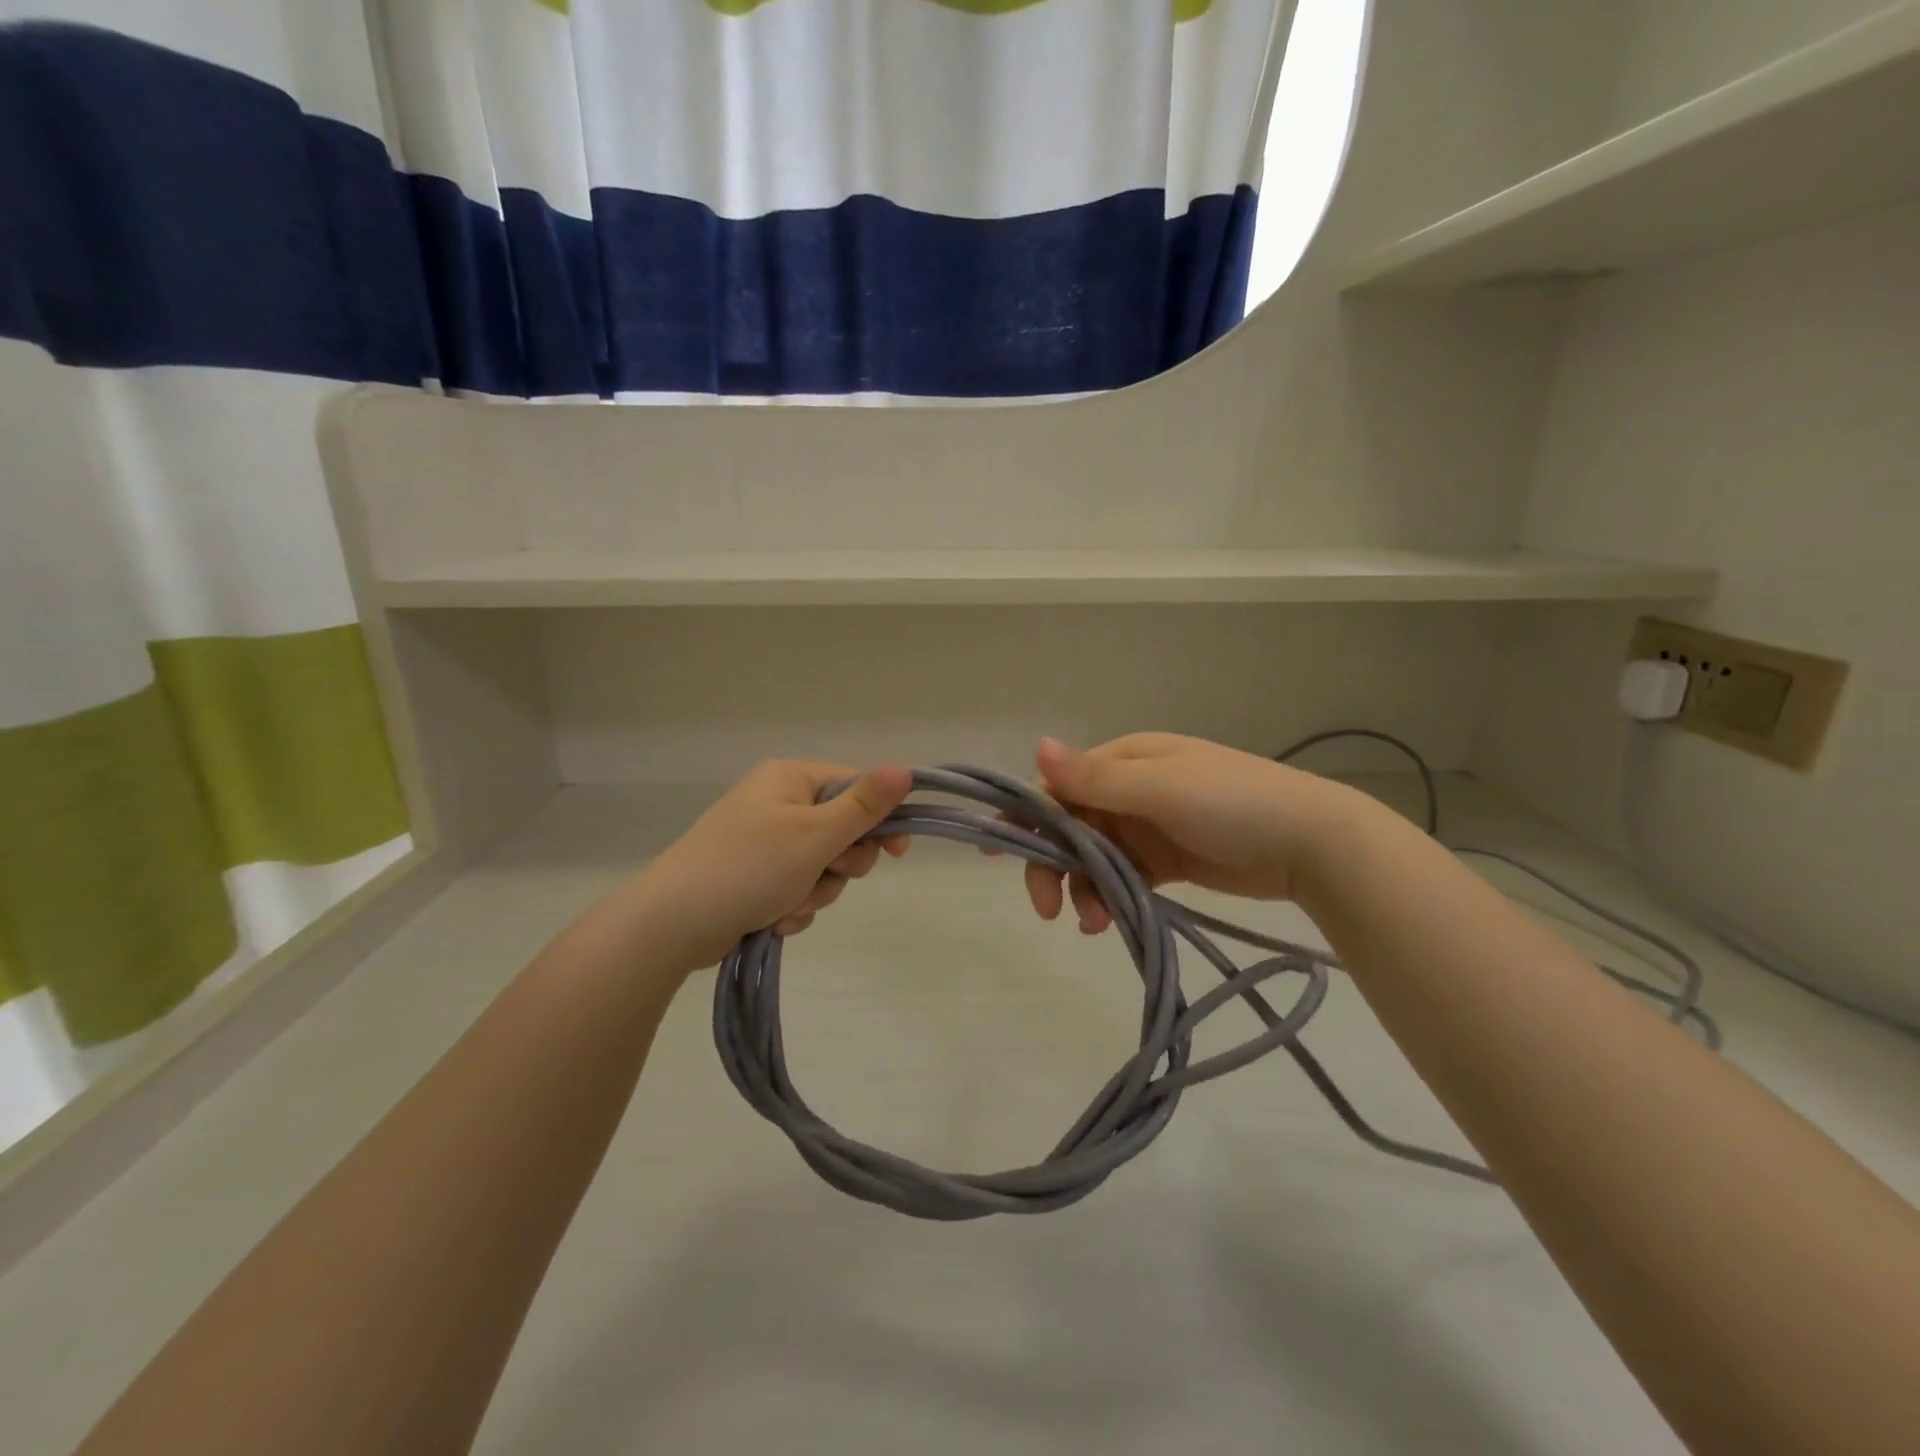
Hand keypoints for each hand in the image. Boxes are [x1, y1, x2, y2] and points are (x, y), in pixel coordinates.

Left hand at [629, 760, 912, 973]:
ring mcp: (766, 841)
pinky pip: (799, 887)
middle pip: (843, 830)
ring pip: (824, 866)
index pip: (856, 787)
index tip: (896, 852)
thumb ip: (864, 806)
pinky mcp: (756, 876)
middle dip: (839, 865)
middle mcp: (779, 803)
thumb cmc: (749, 867)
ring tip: (788, 905)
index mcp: (791, 779)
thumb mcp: (815, 835)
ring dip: (816, 892)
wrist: (672, 923)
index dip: (881, 819)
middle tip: (825, 875)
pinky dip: (794, 906)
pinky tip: (774, 920)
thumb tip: (905, 768)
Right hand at [1024, 734, 1370, 932]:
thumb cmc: (1232, 803)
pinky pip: (1122, 877)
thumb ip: (1095, 778)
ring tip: (1091, 922)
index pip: (1060, 786)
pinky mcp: (1167, 861)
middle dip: (1052, 864)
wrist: (1312, 844)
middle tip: (1044, 907)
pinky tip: (1108, 922)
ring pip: (1094, 857)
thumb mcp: (1161, 788)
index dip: (1026, 816)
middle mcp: (1130, 790)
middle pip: (1071, 826)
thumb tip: (1037, 746)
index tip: (995, 849)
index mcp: (1126, 760)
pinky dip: (1109, 897)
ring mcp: (1149, 826)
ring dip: (1083, 888)